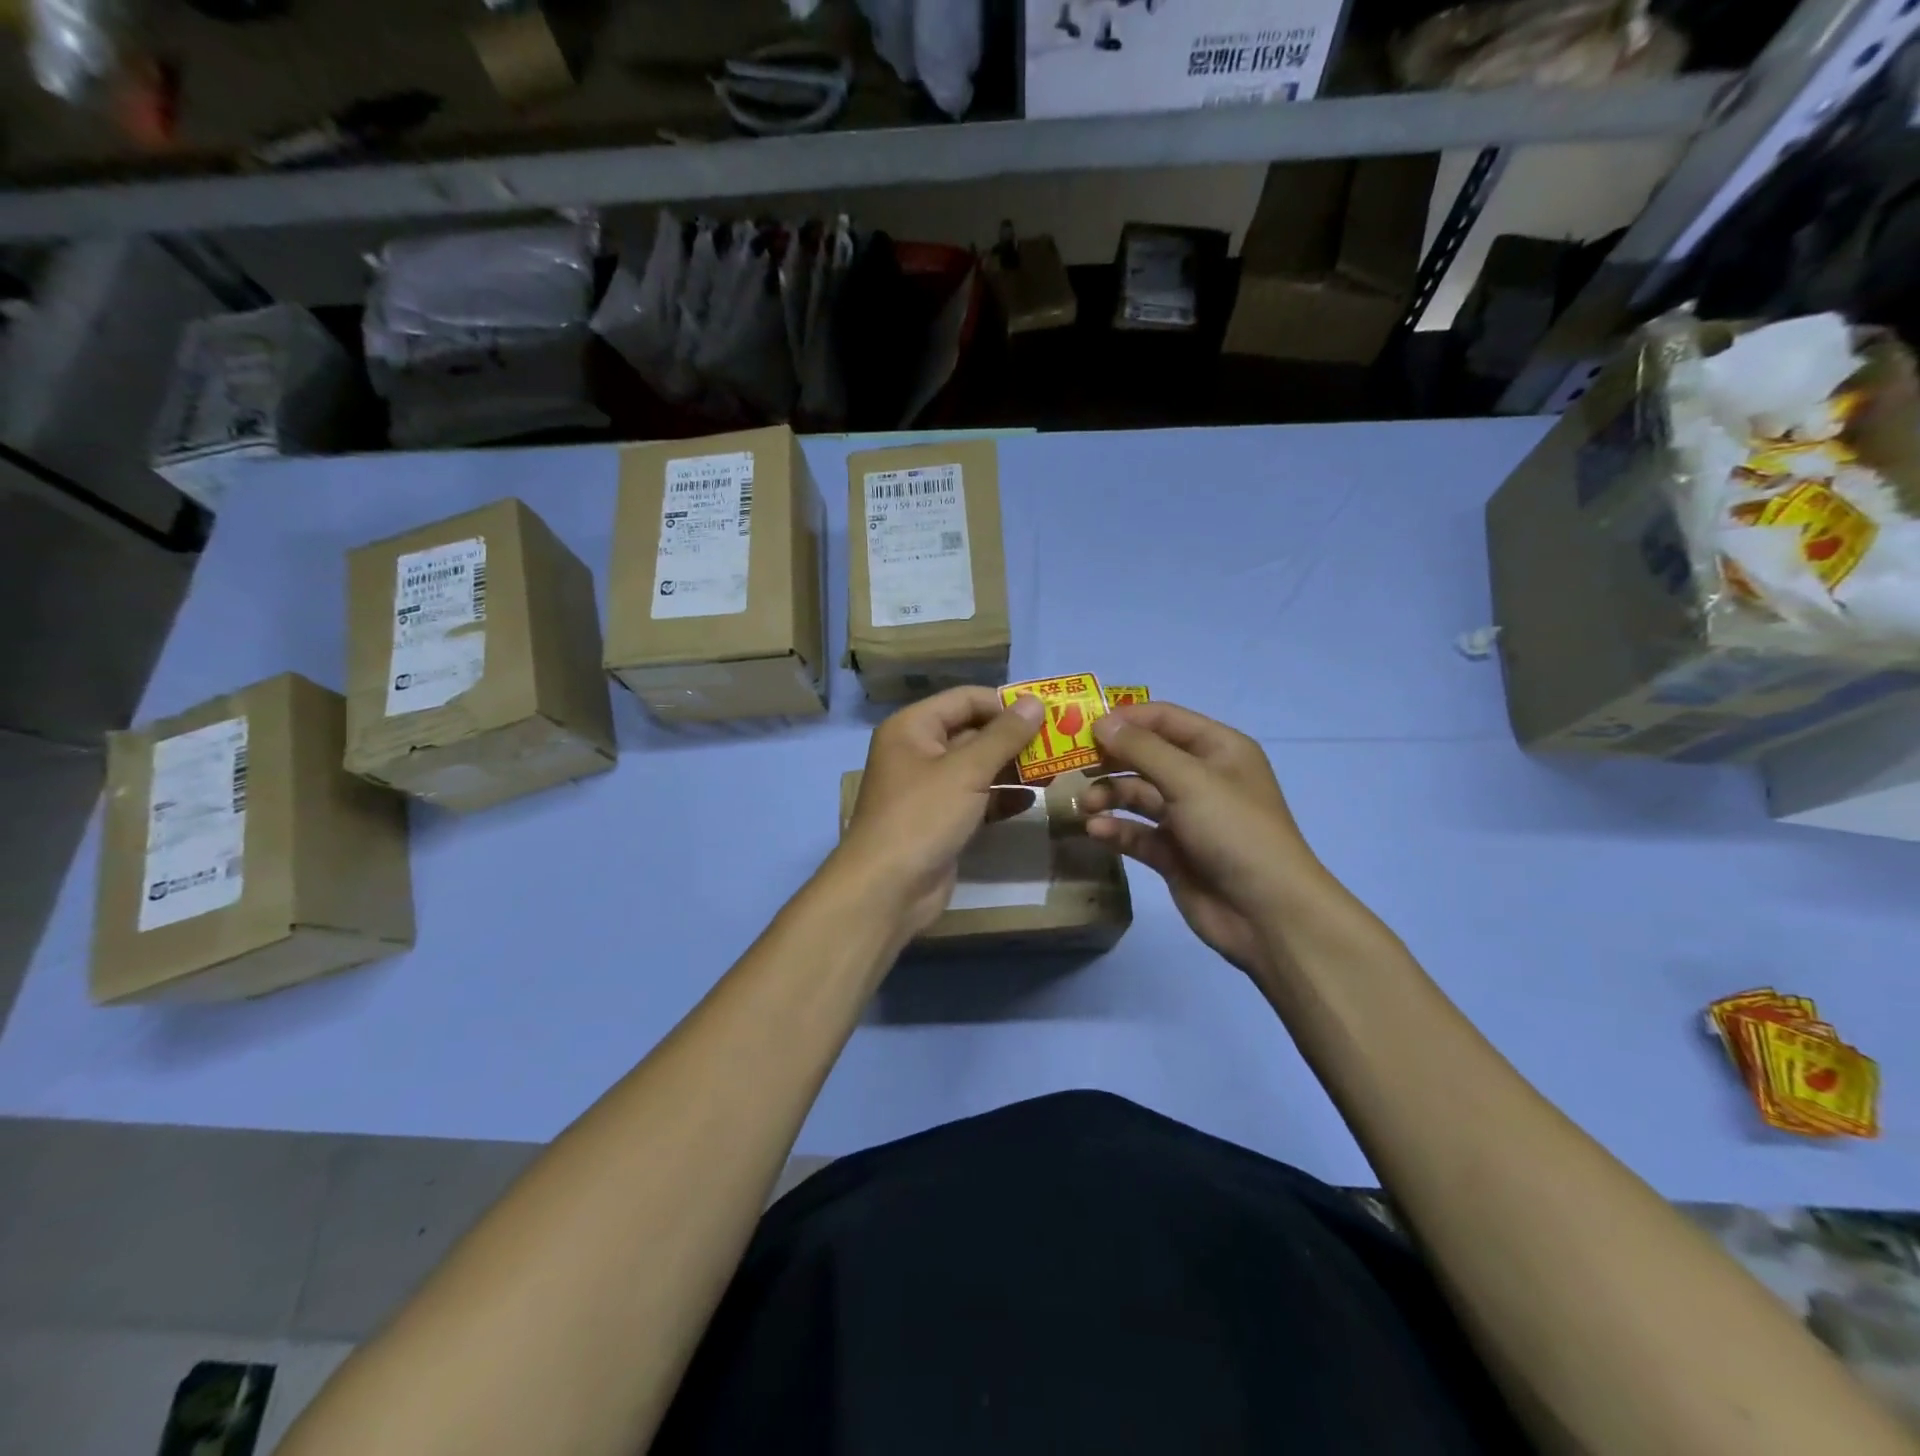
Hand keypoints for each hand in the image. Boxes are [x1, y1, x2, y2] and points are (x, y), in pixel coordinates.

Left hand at [833, 687, 1044, 933]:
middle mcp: (918, 751)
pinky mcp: (941, 819)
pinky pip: (976, 798)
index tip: (1047, 714)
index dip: (1005, 704)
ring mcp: (930, 788)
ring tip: (1055, 771)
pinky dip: (1002, 797)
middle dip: (1015, 738)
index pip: (965, 699)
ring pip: (978, 767)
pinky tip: (1033, 801)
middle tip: (1059, 743)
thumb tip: (1034, 702)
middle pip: (973, 732)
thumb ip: (1004, 736)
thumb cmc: (922, 816)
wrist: (887, 889)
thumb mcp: (966, 771)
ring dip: (1013, 768)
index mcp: (913, 727)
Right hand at [1082, 702, 1324, 982]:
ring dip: (1108, 796)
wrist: (1266, 912)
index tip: (1082, 727)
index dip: (1125, 719)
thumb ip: (1141, 749)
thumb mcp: (1189, 780)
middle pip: (1146, 756)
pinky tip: (1097, 832)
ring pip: (1137, 795)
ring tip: (1085, 806)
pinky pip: (1137, 832)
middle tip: (1072, 766)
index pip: (1164, 719)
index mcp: (1217, 749)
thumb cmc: (1234, 831)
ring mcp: (1186, 817)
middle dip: (1110, 760)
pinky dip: (1116, 829)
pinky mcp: (1172, 853)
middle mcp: (1201, 778)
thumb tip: (1101, 722)